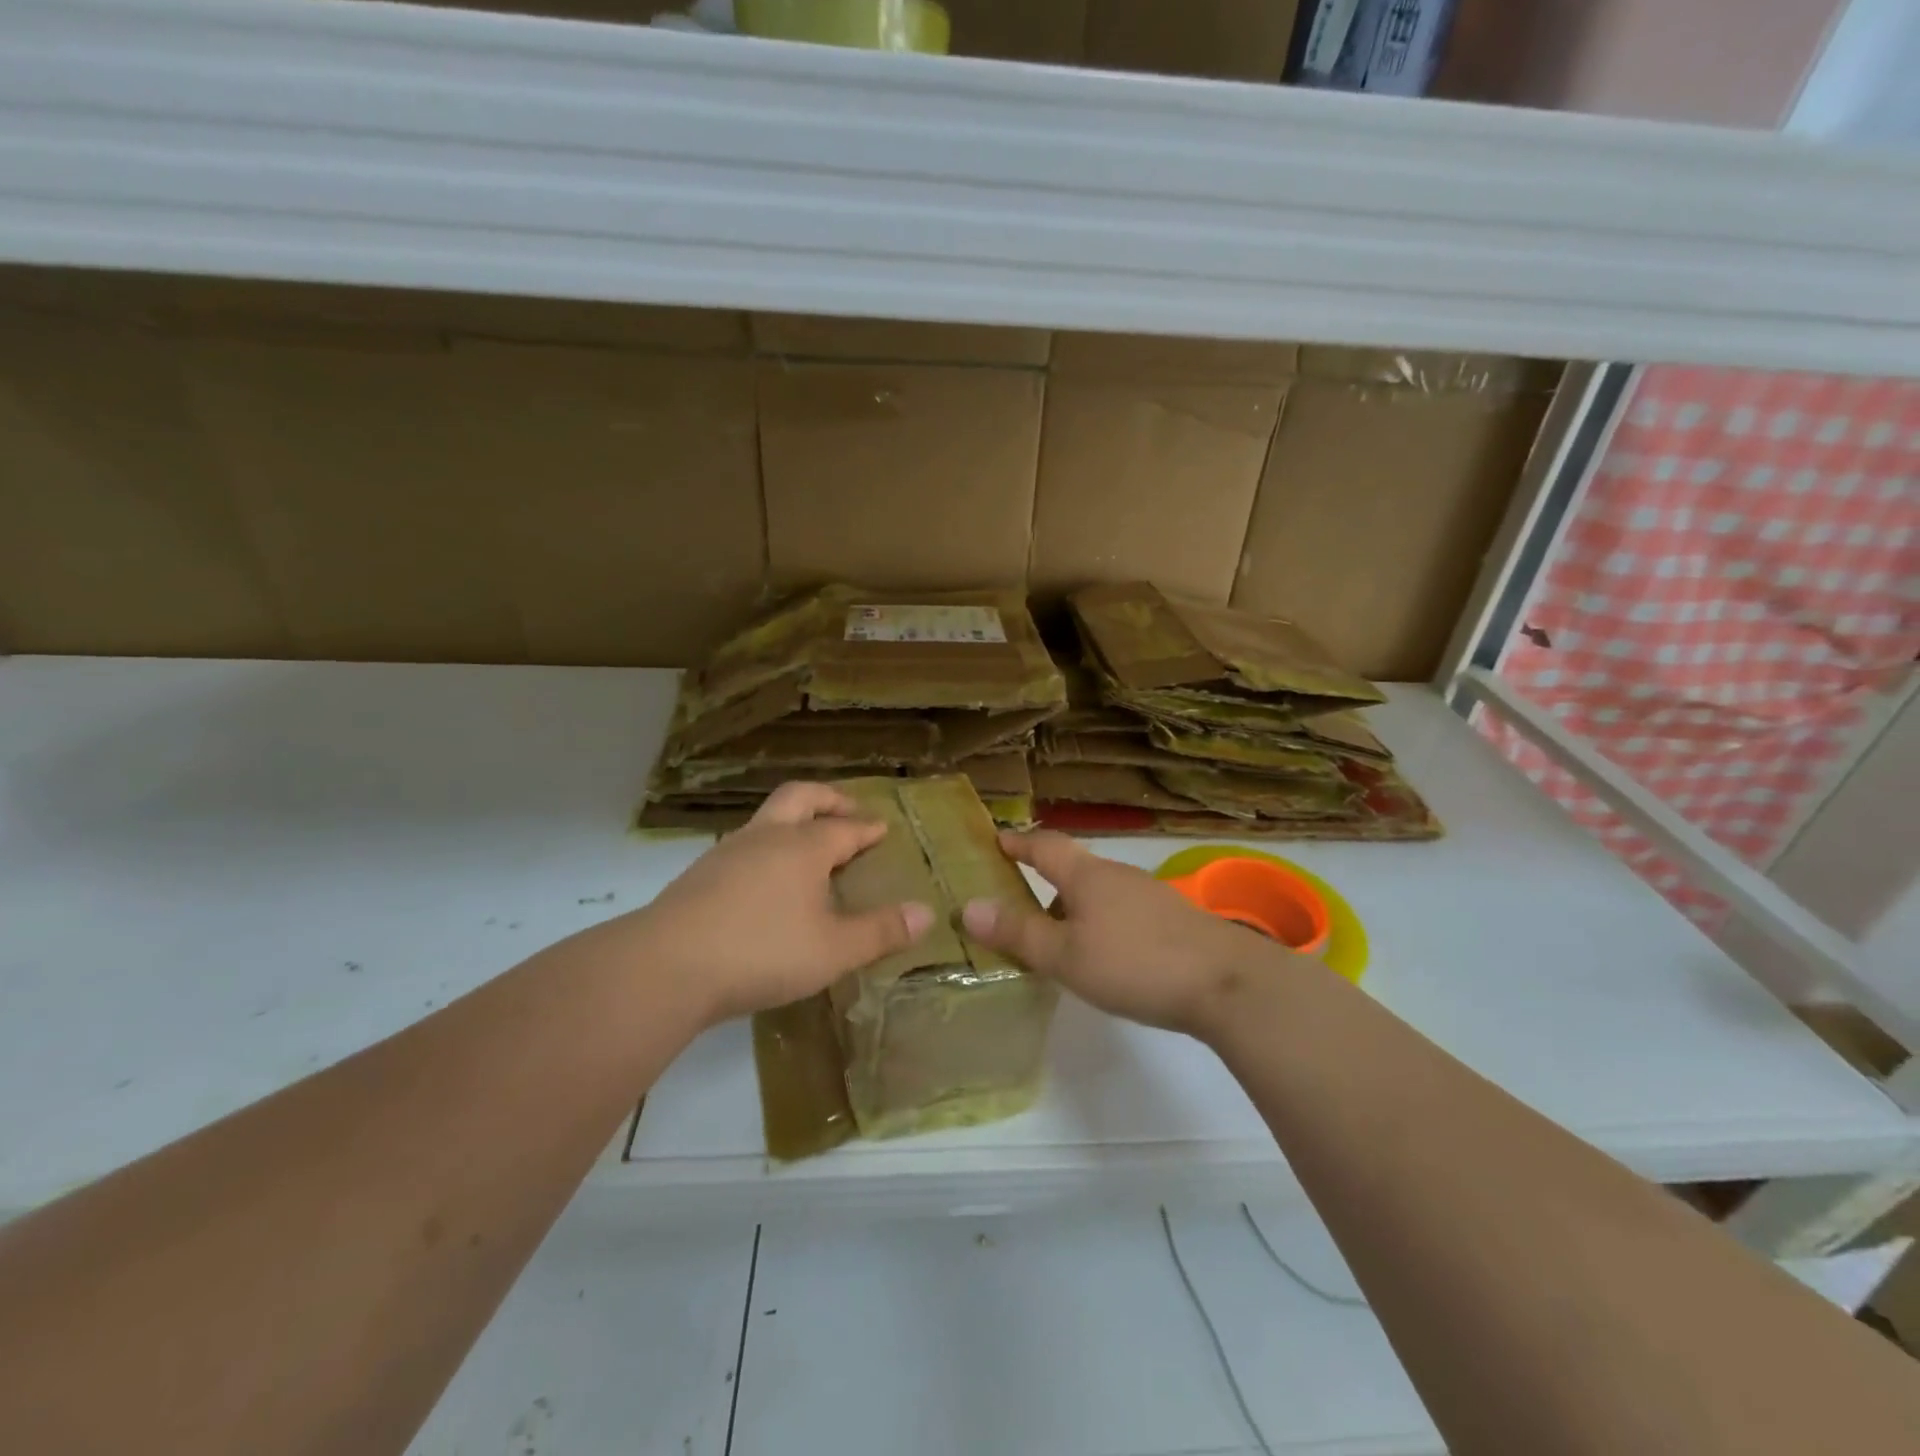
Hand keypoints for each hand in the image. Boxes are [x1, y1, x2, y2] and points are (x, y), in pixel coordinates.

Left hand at [642, 782, 934, 1023]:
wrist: (667, 966)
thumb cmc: (762, 951)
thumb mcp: (834, 950)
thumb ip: (881, 931)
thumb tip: (927, 914)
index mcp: (803, 847)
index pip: (844, 828)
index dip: (867, 828)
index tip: (882, 828)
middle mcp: (767, 837)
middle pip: (800, 797)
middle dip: (828, 799)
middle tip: (848, 811)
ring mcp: (728, 852)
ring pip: (767, 818)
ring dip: (794, 821)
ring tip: (808, 846)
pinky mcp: (700, 875)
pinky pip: (745, 846)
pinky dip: (767, 848)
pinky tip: (765, 880)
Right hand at [960, 831, 1291, 1039]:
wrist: (1228, 983)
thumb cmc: (1135, 963)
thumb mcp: (1065, 956)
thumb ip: (1018, 933)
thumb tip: (968, 906)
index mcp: (1087, 875)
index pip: (1044, 846)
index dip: (1017, 843)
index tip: (995, 840)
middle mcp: (1118, 875)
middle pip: (1072, 870)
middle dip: (1044, 884)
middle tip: (1017, 908)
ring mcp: (1150, 896)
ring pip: (1099, 894)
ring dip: (1073, 909)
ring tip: (1057, 941)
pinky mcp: (1174, 920)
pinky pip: (1122, 913)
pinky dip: (1100, 925)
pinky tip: (1104, 956)